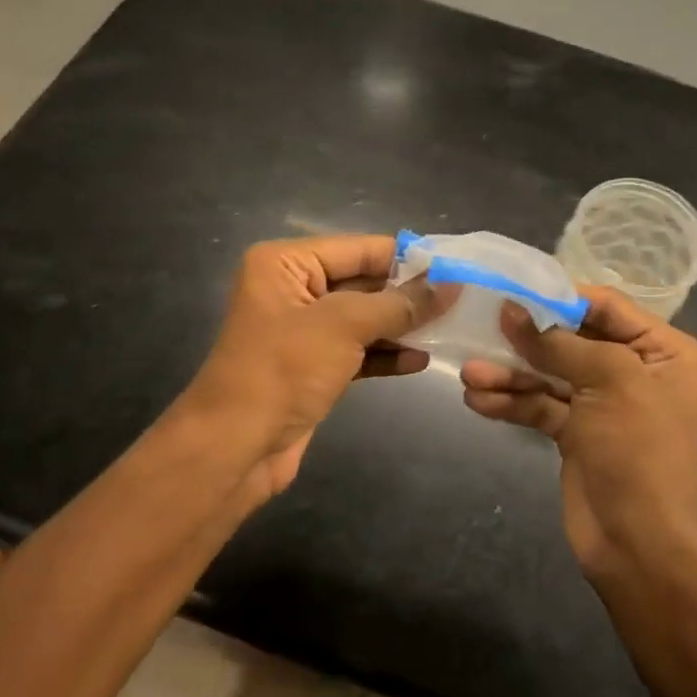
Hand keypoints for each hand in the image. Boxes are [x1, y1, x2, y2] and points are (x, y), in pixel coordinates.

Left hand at [184, 235, 449, 496]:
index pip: (359, 249)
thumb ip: (399, 303)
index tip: (455, 268)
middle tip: (460, 300)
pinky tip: (420, 361)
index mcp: (285, 263)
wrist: (236, 447)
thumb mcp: (344, 326)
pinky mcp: (312, 368)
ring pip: (363, 319)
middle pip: (363, 282)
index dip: (407, 259)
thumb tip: (450, 284)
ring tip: (449, 329)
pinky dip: (385, 354)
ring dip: (401, 326)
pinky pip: (357, 351)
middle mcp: (292, 289)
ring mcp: (302, 331)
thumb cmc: (283, 370)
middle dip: (408, 294)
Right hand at [461, 289, 696, 581]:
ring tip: (470, 374)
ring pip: (550, 374)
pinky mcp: (576, 434)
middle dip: (527, 338)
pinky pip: (540, 406)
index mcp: (662, 351)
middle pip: (572, 339)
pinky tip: (478, 400)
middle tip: (482, 325)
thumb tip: (512, 310)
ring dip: (510, 373)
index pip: (606, 306)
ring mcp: (602, 404)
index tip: (513, 288)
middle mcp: (634, 371)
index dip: (559, 297)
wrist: (643, 547)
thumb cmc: (640, 452)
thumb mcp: (609, 382)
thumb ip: (559, 344)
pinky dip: (511, 402)